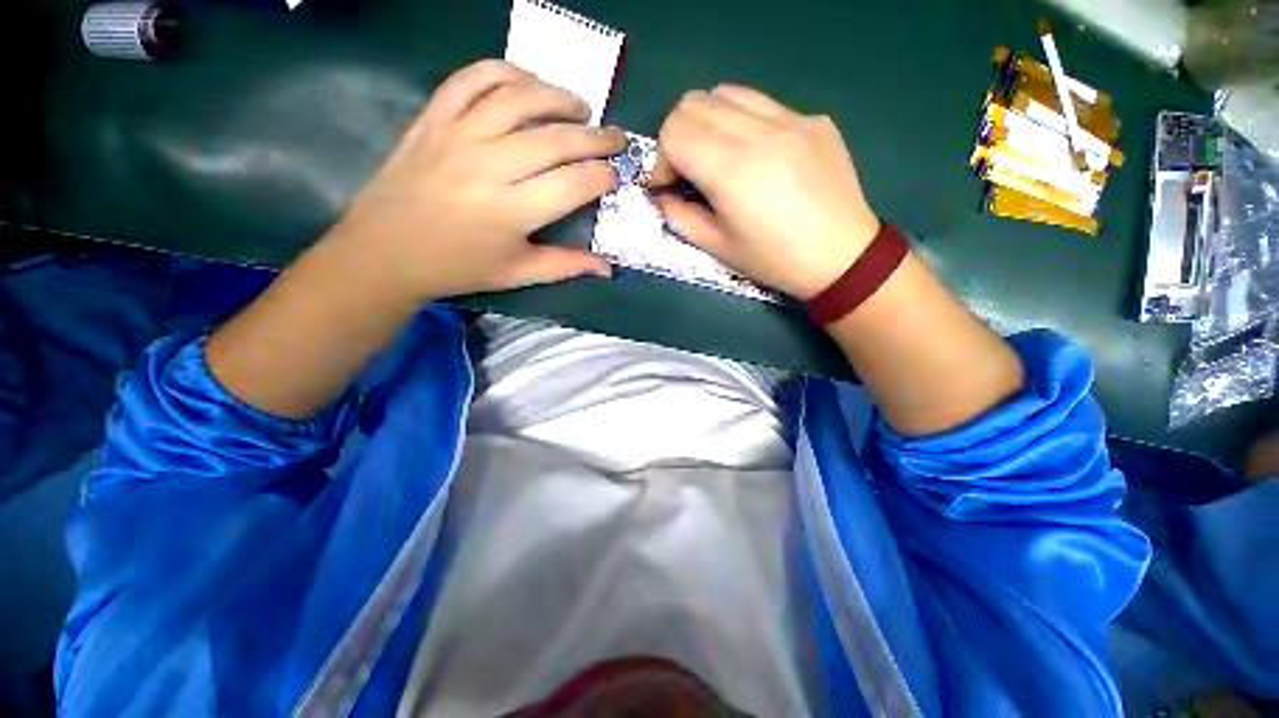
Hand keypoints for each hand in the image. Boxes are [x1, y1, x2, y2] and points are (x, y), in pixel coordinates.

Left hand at [327, 60, 624, 301]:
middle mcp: (490, 166)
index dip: (603, 176)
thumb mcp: (518, 274)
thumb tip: (608, 269)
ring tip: (580, 108)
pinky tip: (528, 83)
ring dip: (559, 97)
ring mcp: (459, 135)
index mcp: (512, 212)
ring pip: (520, 98)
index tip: (615, 175)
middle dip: (596, 137)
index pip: (574, 183)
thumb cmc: (459, 267)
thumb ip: (566, 266)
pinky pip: (474, 78)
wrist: (387, 250)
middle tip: (615, 138)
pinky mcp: (435, 117)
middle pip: (556, 139)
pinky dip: (507, 71)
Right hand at [651, 86, 879, 299]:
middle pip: (693, 103)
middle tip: (687, 170)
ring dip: (707, 122)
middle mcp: (760, 132)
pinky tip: (755, 155)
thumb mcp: (719, 248)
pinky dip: (742, 122)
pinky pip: (763, 104)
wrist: (842, 257)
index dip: (661, 159)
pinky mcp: (813, 119)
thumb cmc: (775, 260)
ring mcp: (791, 119)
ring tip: (716, 156)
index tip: (668, 185)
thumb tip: (664, 197)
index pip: (674, 132)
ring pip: (727, 93)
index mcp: (732, 170)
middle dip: (677, 136)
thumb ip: (681, 218)